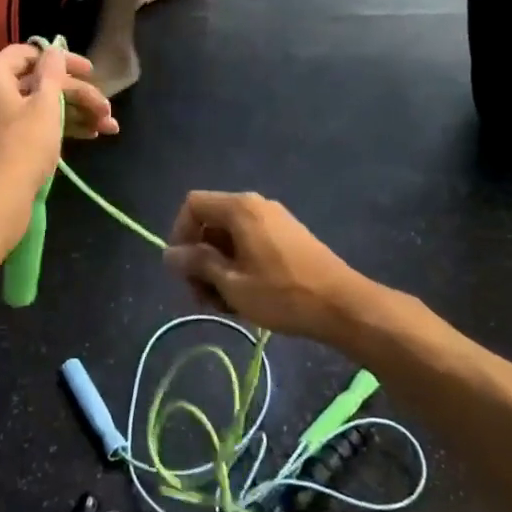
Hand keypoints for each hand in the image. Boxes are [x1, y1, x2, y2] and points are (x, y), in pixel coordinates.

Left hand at [0, 41, 117, 244]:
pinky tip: (91, 136)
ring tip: (108, 127)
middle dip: (78, 94)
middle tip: (107, 109)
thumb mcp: (44, 105)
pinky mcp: (6, 145)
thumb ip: (52, 73)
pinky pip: (36, 126)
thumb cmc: (22, 148)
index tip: (91, 72)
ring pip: (42, 106)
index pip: (29, 53)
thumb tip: (54, 49)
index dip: (62, 60)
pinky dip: (62, 128)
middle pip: (40, 82)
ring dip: (77, 113)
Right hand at [163, 192, 367, 343]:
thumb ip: (197, 264)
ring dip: (219, 269)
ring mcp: (275, 220)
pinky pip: (251, 244)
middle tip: (202, 298)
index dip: (179, 235)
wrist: (342, 306)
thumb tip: (169, 254)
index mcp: (240, 208)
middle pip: (211, 223)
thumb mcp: (231, 283)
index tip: (182, 270)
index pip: (193, 205)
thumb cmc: (282, 294)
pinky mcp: (288, 238)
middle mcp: (256, 205)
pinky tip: (246, 298)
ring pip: (230, 238)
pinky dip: (240, 267)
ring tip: (225, 305)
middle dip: (199, 259)